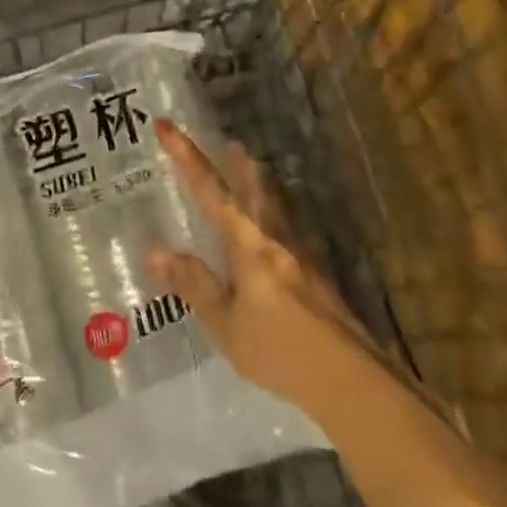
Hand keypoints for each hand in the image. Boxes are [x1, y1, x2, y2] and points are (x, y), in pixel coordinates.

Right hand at [145, 119, 373, 414]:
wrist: (353, 381)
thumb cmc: (281, 351)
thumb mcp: (226, 324)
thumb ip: (193, 285)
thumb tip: (153, 251)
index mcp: (248, 243)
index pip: (210, 190)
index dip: (186, 156)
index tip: (166, 125)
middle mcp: (275, 239)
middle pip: (255, 188)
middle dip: (238, 164)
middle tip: (228, 144)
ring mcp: (301, 256)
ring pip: (275, 206)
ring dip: (259, 186)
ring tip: (250, 173)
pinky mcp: (317, 278)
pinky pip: (288, 231)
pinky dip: (274, 218)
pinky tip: (275, 237)